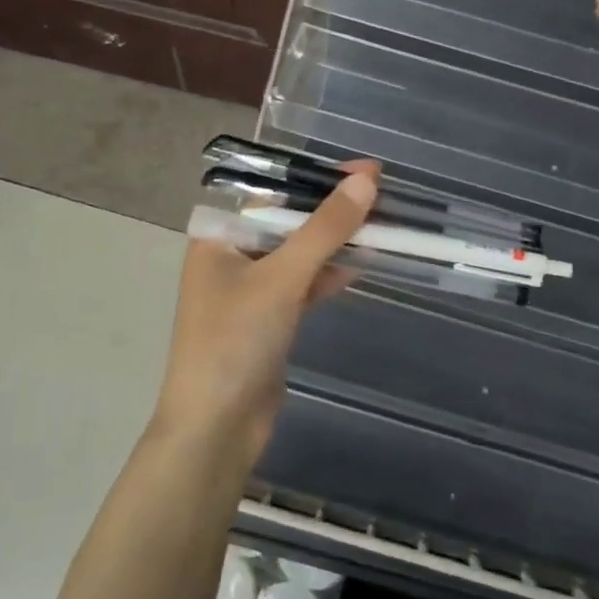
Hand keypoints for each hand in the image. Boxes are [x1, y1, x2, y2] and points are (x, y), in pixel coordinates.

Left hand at [152, 163, 378, 473]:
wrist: (216, 429)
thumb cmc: (235, 341)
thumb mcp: (282, 278)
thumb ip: (324, 229)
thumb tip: (366, 182)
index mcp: (219, 237)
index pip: (272, 191)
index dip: (317, 177)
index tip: (364, 169)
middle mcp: (231, 256)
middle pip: (289, 220)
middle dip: (332, 207)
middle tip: (380, 190)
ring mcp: (251, 290)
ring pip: (300, 252)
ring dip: (336, 240)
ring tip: (382, 222)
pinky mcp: (270, 318)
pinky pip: (304, 283)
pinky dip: (330, 273)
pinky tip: (363, 262)